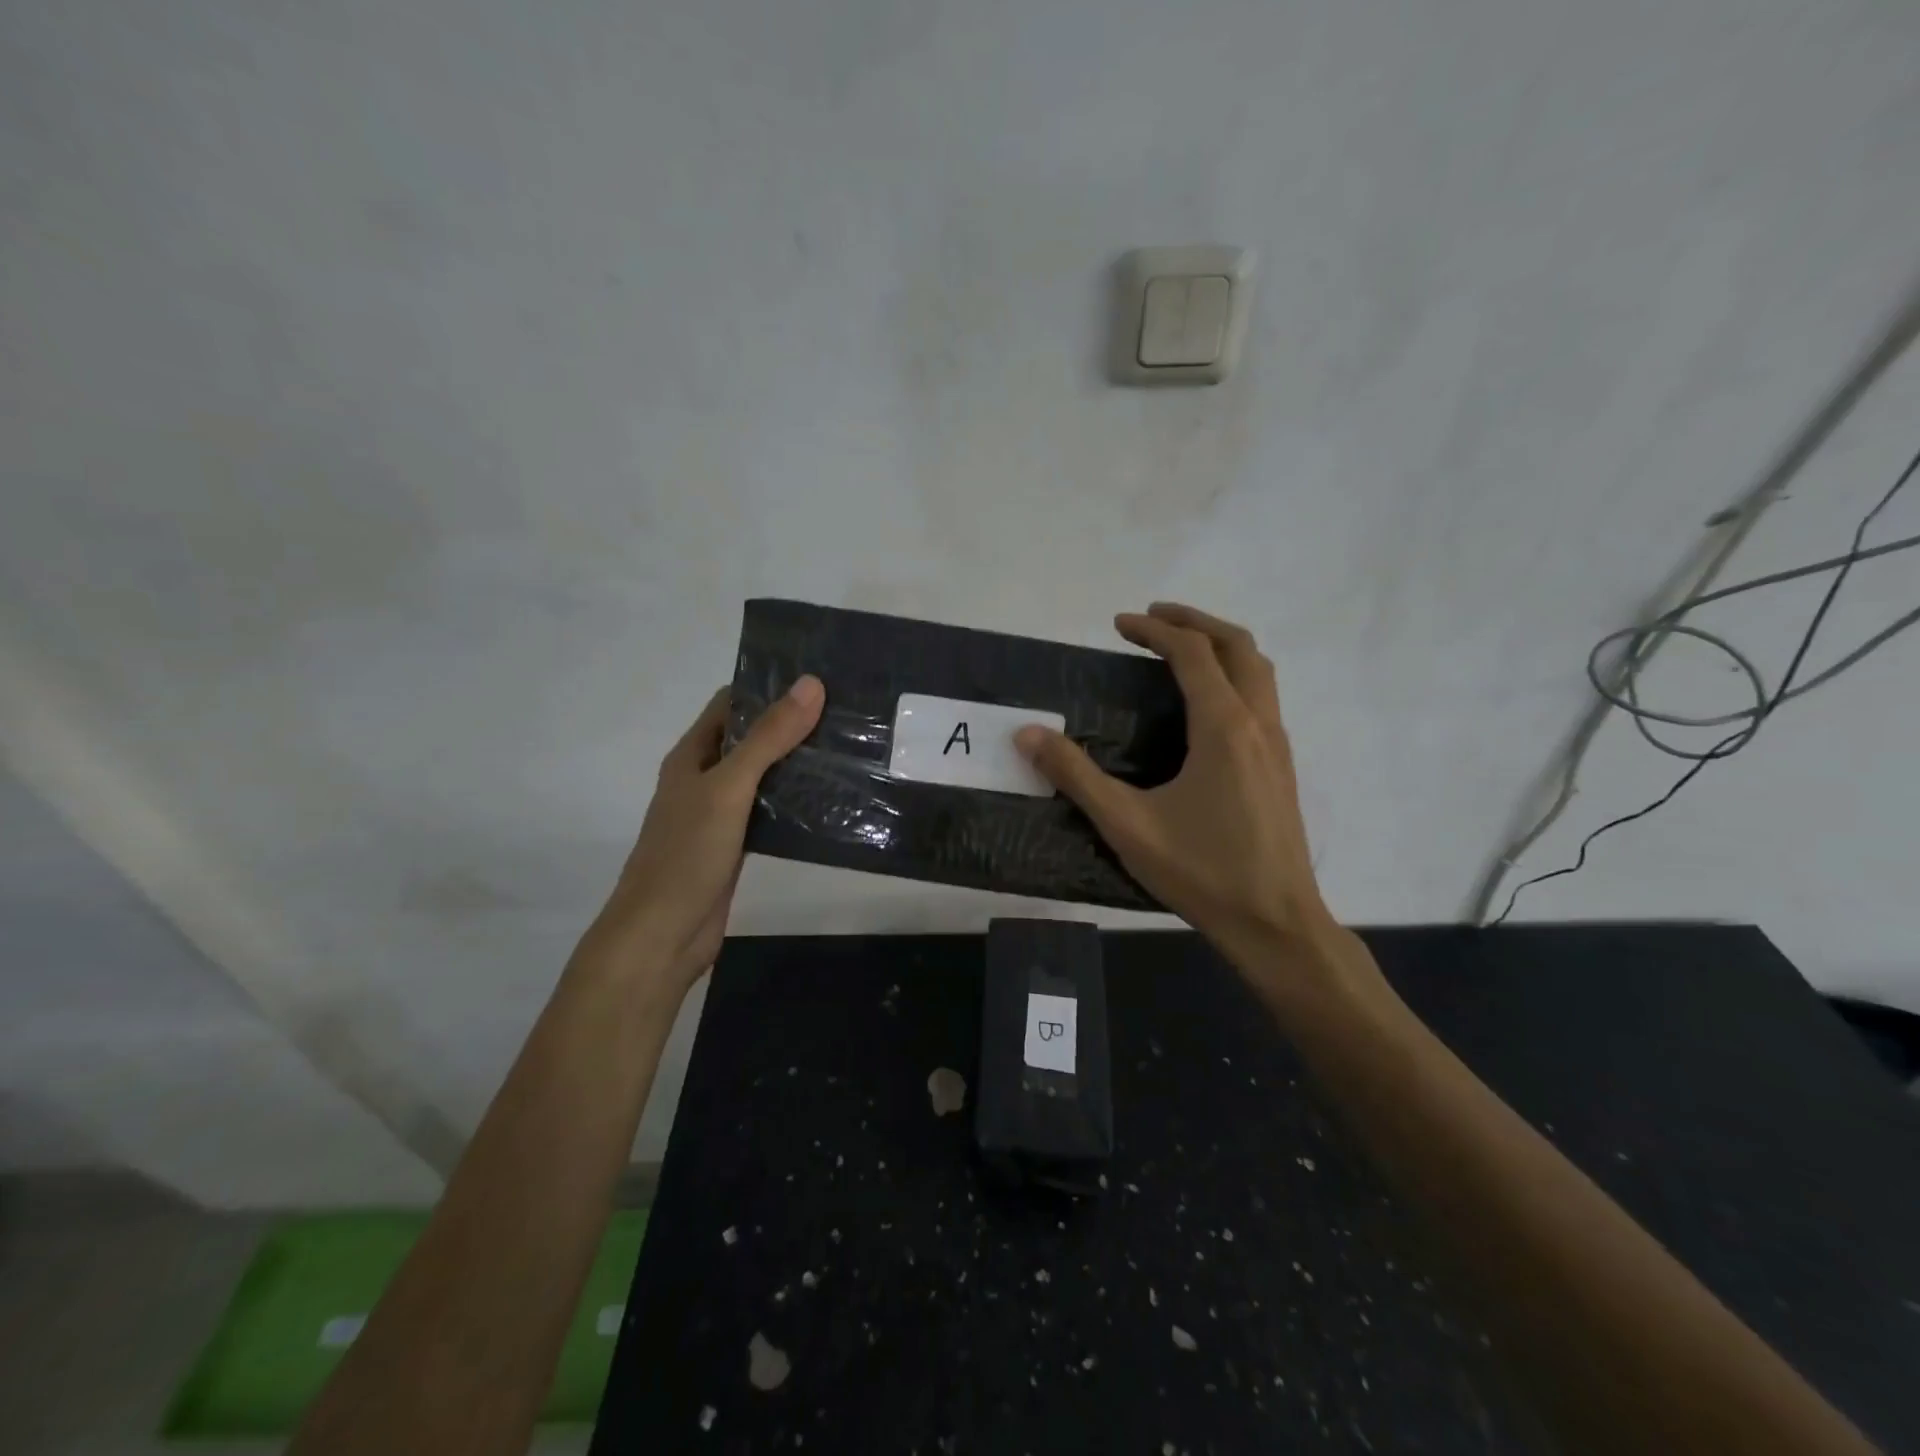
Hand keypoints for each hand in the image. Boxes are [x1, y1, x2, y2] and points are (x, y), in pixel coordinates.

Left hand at [575, 677, 825, 993]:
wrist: (662, 934)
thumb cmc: (686, 853)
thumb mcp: (728, 787)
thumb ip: (768, 738)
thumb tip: (811, 685)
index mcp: (692, 755)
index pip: (731, 703)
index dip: (768, 686)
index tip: (818, 677)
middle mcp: (704, 778)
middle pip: (750, 738)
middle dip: (791, 723)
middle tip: (845, 711)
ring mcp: (720, 813)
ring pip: (763, 775)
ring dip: (796, 762)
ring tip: (847, 747)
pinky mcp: (737, 844)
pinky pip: (769, 811)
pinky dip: (795, 800)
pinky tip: (829, 797)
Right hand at [1016, 604, 1338, 970]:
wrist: (1275, 923)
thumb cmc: (1201, 872)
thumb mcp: (1126, 824)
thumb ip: (1075, 776)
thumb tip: (1027, 734)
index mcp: (1224, 727)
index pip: (1192, 653)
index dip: (1154, 631)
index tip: (1119, 625)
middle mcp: (1259, 723)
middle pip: (1238, 646)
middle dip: (1194, 622)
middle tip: (1152, 619)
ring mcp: (1278, 745)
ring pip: (1258, 670)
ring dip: (1220, 646)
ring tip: (1179, 649)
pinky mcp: (1282, 767)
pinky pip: (1262, 697)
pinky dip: (1234, 676)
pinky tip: (1205, 706)